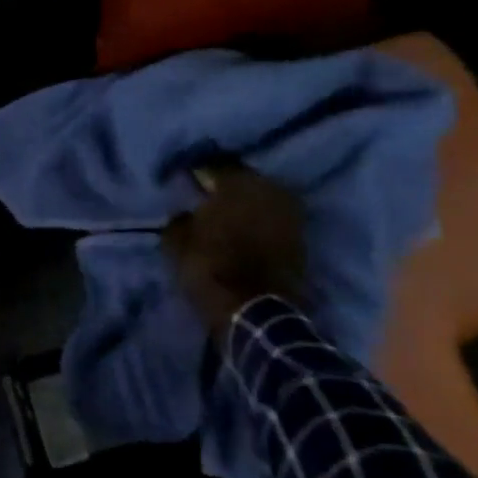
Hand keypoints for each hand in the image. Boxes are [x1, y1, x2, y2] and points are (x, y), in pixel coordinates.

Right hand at [162, 163, 306, 335]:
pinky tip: (246, 230)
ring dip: (247, 205)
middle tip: (208, 196)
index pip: (215, 165)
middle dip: (227, 187)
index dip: (199, 172)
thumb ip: (179, 218)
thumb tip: (185, 211)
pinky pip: (275, 219)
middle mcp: (269, 190)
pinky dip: (262, 222)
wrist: (255, 312)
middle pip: (244, 179)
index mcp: (237, 183)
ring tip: (228, 214)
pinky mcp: (301, 238)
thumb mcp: (176, 241)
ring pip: (262, 199)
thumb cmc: (210, 267)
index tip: (188, 180)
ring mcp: (290, 214)